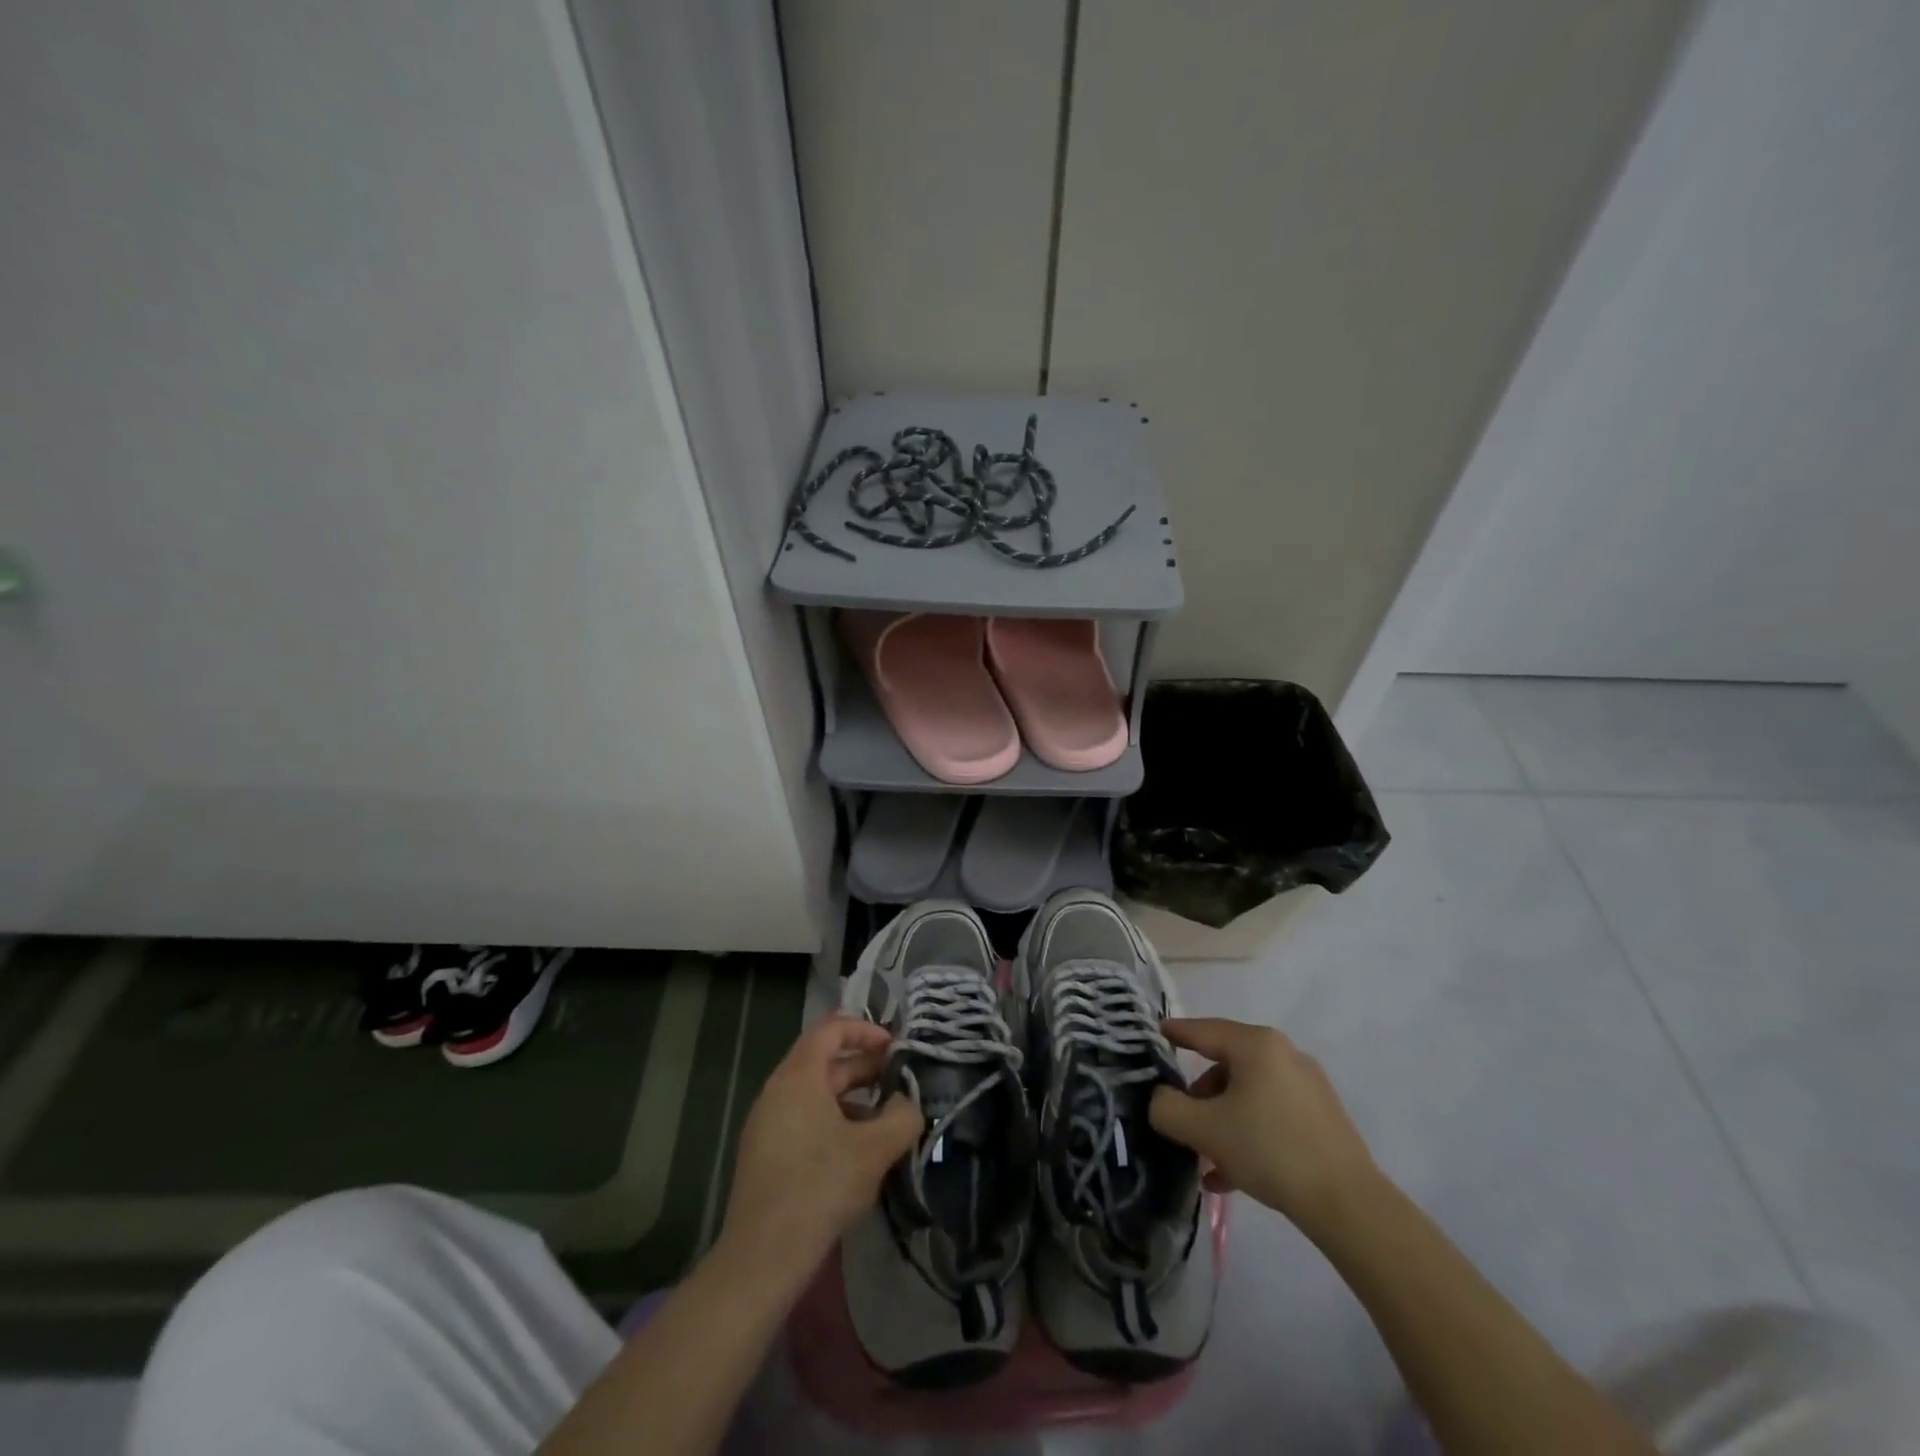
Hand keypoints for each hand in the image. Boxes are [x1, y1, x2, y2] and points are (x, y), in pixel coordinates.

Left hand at [717, 1016, 921, 1287]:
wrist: (762, 1258)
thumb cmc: (819, 1188)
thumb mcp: (874, 1150)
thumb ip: (902, 1117)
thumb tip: (908, 1103)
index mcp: (799, 1076)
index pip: (831, 1029)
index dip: (866, 1030)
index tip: (895, 1047)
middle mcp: (778, 1090)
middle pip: (825, 1061)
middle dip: (865, 1066)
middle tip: (900, 1081)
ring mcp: (767, 1123)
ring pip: (816, 1093)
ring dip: (853, 1098)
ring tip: (886, 1118)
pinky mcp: (766, 1153)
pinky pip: (805, 1118)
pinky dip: (835, 1120)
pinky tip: (858, 1151)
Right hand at [1149, 1017, 1382, 1240]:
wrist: (1347, 1204)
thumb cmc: (1268, 1150)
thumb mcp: (1203, 1129)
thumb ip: (1167, 1108)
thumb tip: (1159, 1099)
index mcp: (1256, 1045)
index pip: (1203, 1030)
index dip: (1176, 1033)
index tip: (1155, 1034)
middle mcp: (1284, 1054)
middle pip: (1227, 1064)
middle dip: (1200, 1094)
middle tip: (1182, 1118)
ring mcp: (1308, 1086)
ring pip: (1249, 1093)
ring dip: (1223, 1119)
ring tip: (1206, 1156)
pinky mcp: (1323, 1118)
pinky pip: (1271, 1114)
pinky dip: (1248, 1133)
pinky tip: (1232, 1173)